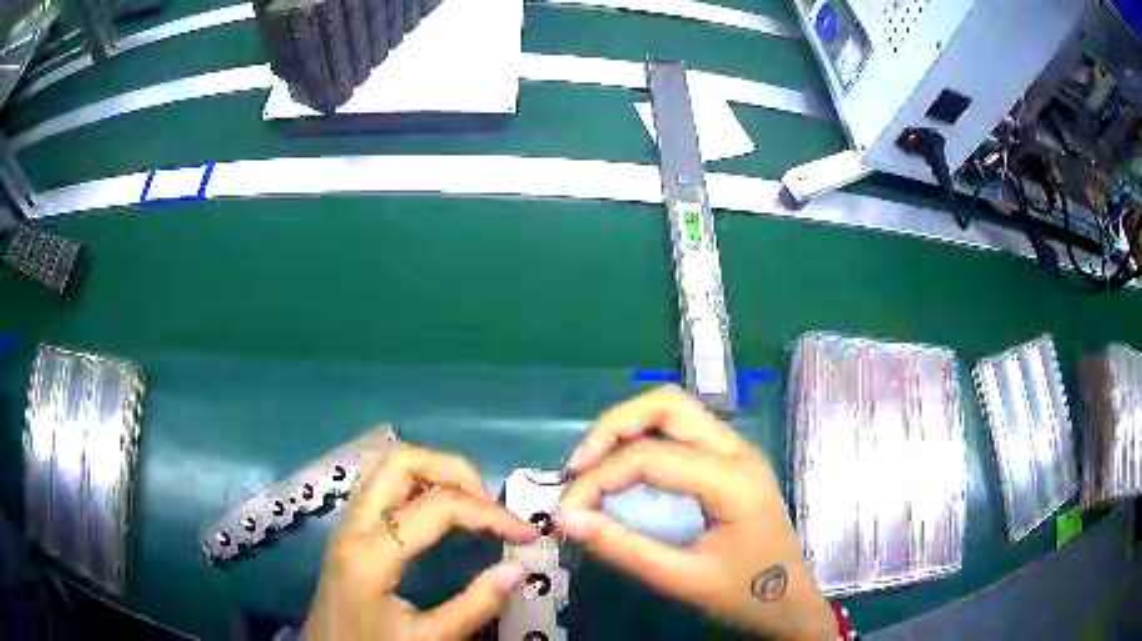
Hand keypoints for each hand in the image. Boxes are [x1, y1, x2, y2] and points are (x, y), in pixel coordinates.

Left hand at [304, 444, 538, 639]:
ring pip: (386, 467)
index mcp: (371, 555)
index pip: (436, 507)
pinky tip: (438, 513)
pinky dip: (417, 485)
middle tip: (489, 505)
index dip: (489, 514)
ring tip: (470, 505)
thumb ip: (475, 605)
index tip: (525, 534)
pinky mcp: (348, 531)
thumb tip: (518, 568)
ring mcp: (346, 524)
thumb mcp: (428, 640)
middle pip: (400, 461)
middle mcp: (353, 526)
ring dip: (433, 472)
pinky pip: (381, 487)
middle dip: (455, 470)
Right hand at [558, 386, 835, 639]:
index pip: (651, 456)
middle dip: (613, 427)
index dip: (598, 479)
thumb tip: (566, 520)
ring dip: (627, 427)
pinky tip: (624, 469)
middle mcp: (737, 449)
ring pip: (674, 409)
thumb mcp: (681, 579)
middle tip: (578, 467)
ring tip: (593, 466)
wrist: (789, 601)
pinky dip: (644, 437)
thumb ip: (623, 548)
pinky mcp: (730, 459)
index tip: (565, 513)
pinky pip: (681, 429)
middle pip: (666, 404)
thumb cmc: (743, 593)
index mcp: (732, 479)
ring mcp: (737, 450)